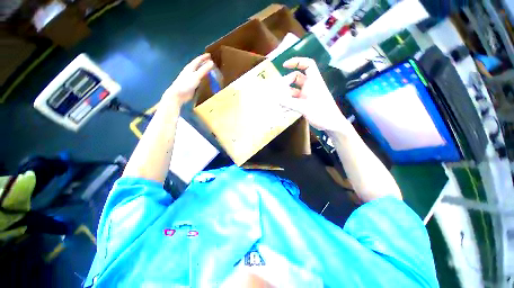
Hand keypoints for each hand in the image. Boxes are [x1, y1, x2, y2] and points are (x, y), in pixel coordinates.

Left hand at [162, 54, 213, 104]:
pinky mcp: (193, 85)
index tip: (210, 55)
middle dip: (204, 63)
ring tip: (211, 71)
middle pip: (198, 66)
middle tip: (212, 62)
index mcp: (190, 67)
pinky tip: (208, 81)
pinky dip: (204, 79)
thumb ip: (204, 69)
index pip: (198, 60)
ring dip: (205, 71)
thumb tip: (212, 62)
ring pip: (199, 73)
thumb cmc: (186, 84)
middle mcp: (190, 72)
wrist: (179, 94)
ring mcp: (191, 78)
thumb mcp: (196, 76)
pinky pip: (200, 80)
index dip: (204, 57)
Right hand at [280, 57, 350, 132]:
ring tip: (277, 101)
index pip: (308, 65)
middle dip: (286, 82)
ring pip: (293, 90)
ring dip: (285, 94)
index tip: (284, 65)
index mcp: (314, 82)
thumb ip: (290, 103)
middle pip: (296, 78)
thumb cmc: (322, 113)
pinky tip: (282, 108)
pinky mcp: (304, 103)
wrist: (331, 125)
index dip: (296, 62)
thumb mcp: (305, 107)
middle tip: (278, 91)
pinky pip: (294, 100)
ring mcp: (307, 95)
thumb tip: (277, 99)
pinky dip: (288, 102)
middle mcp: (310, 86)